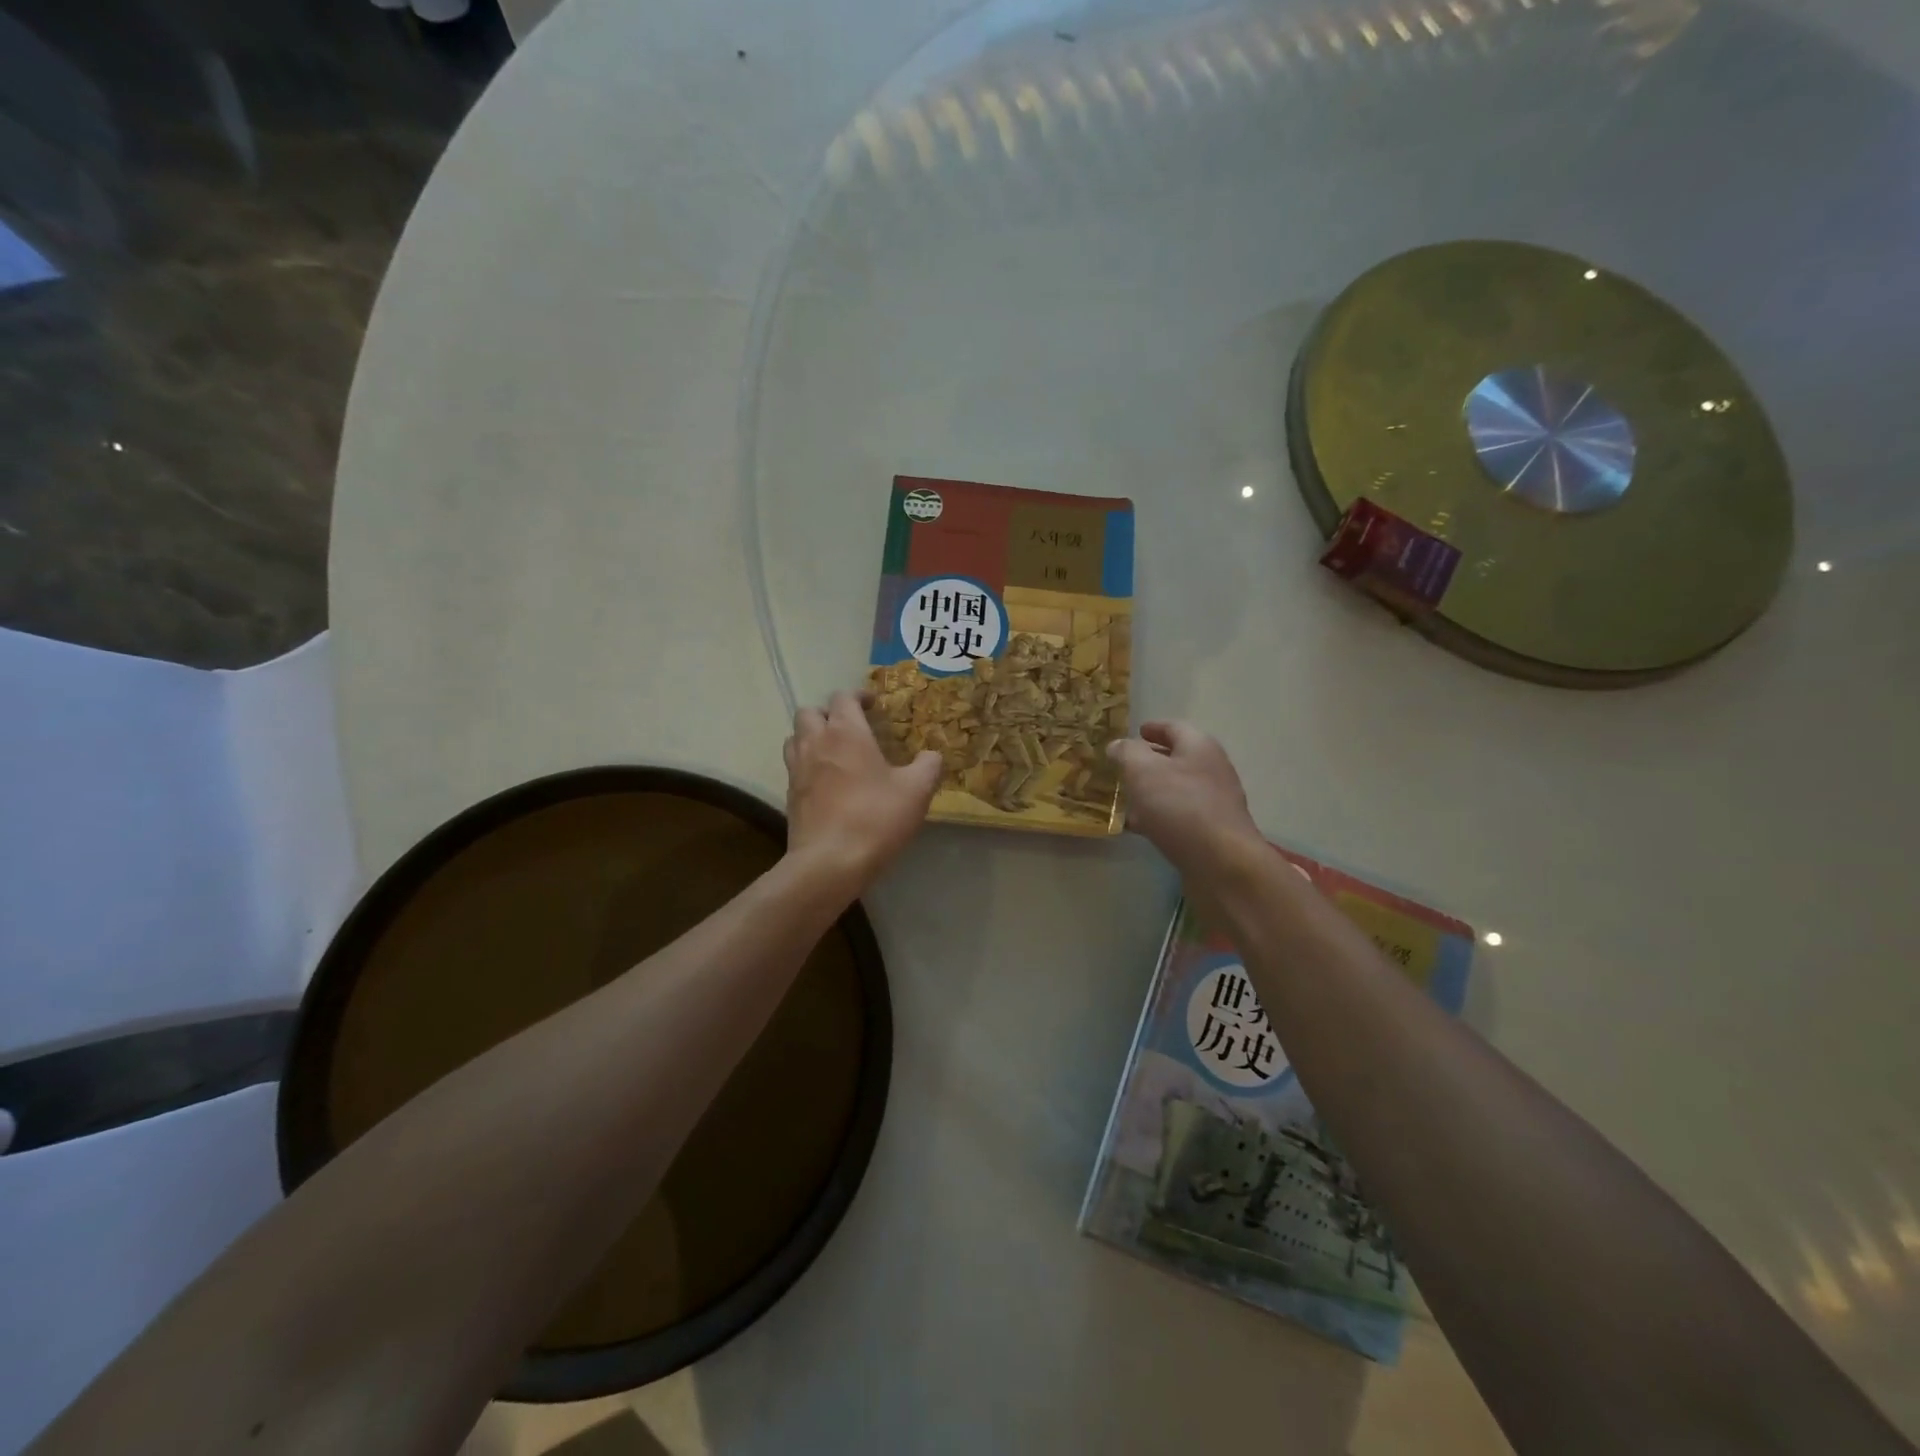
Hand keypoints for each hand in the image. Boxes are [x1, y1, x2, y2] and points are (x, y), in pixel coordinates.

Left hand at [784, 691, 941, 895]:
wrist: (830, 862)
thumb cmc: (875, 818)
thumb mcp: (916, 791)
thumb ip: (928, 766)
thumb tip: (932, 756)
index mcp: (845, 732)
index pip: (843, 697)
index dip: (858, 696)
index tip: (872, 705)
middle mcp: (815, 742)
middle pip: (810, 712)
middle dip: (829, 713)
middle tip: (850, 727)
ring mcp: (797, 769)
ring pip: (795, 737)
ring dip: (812, 736)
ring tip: (834, 751)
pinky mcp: (790, 795)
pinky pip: (794, 766)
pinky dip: (807, 764)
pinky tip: (827, 782)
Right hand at [1108, 722, 1262, 878]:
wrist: (1221, 863)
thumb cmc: (1180, 806)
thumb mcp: (1143, 771)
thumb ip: (1127, 753)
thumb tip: (1118, 745)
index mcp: (1199, 747)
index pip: (1174, 728)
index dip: (1153, 728)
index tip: (1136, 731)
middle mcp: (1212, 770)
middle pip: (1178, 758)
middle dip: (1150, 761)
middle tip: (1124, 766)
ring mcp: (1215, 802)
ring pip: (1177, 789)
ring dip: (1153, 791)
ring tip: (1126, 797)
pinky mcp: (1212, 831)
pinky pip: (1180, 815)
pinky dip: (1160, 815)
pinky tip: (1140, 827)